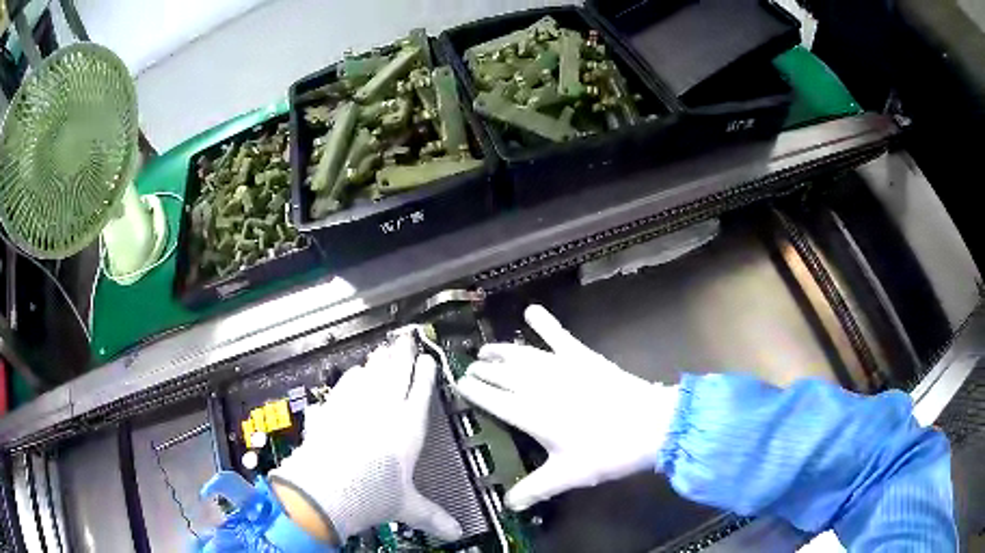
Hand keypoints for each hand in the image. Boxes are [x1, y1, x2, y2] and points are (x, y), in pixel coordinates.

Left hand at [270, 332, 462, 541]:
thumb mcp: (405, 507)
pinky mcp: (330, 409)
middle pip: (395, 372)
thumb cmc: (372, 496)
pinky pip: (343, 386)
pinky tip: (351, 376)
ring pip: (370, 373)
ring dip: (377, 361)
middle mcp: (383, 410)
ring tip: (381, 352)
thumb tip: (457, 534)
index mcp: (408, 428)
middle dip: (402, 354)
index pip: (421, 391)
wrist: (324, 488)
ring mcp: (353, 405)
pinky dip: (350, 378)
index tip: (428, 359)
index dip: (426, 373)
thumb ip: (432, 516)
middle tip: (405, 339)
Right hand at [457, 305, 679, 510]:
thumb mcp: (568, 476)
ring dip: (501, 351)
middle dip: (483, 370)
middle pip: (502, 374)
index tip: (460, 383)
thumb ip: (534, 489)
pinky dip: (545, 323)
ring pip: (522, 355)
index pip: (493, 399)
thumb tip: (509, 506)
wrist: (649, 425)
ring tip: (486, 350)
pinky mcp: (583, 357)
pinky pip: (559, 336)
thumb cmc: (606, 452)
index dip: (475, 390)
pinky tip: (532, 311)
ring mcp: (561, 367)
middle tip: (471, 367)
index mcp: (531, 414)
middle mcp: (539, 386)